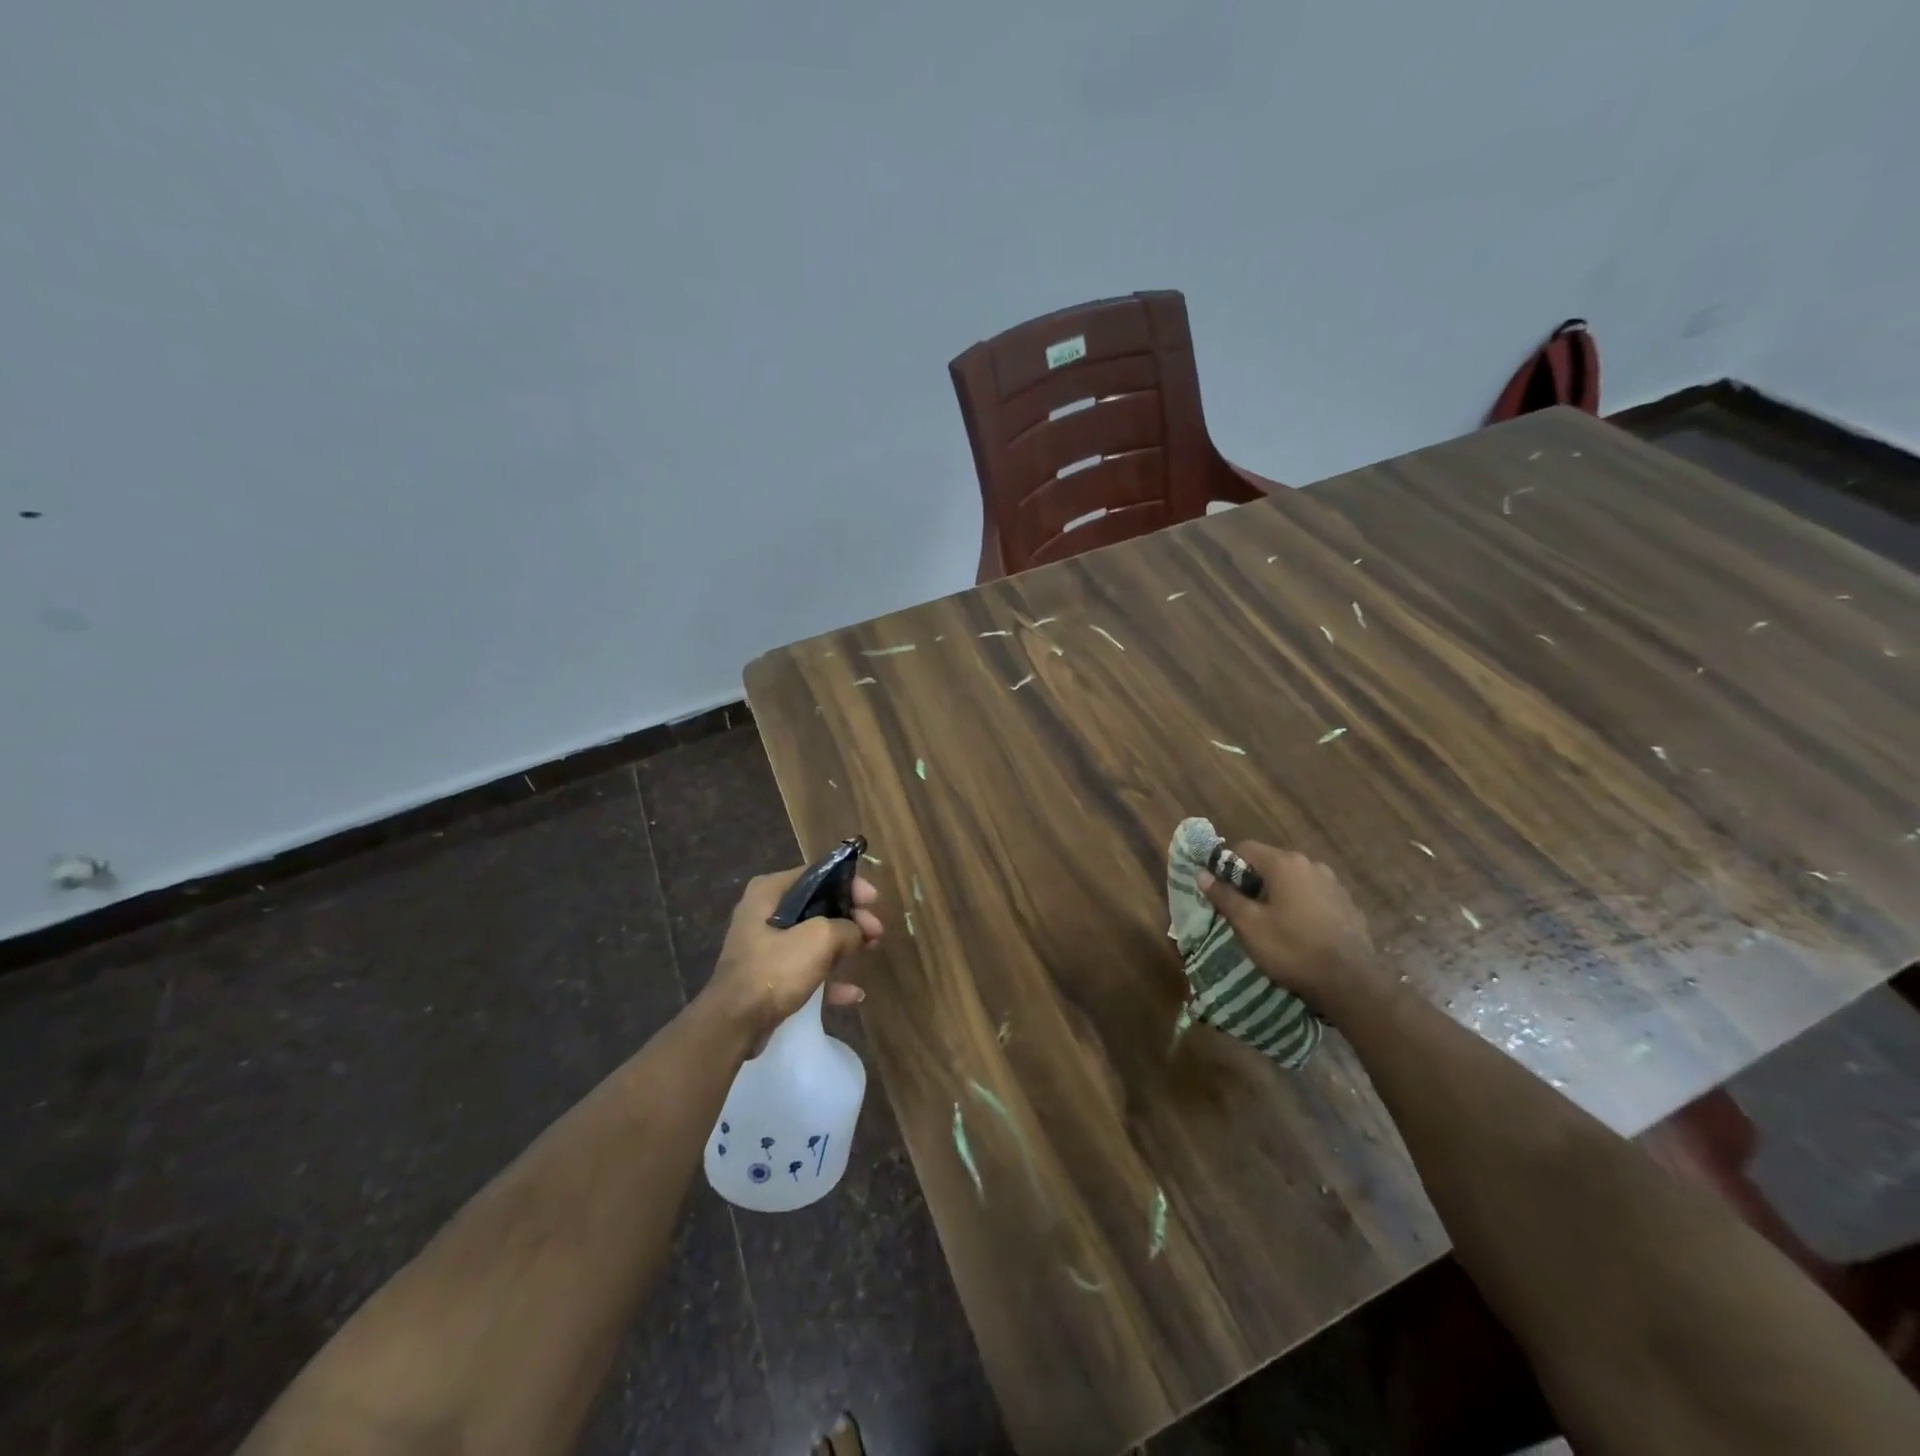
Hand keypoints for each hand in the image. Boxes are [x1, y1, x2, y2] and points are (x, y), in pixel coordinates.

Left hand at [702, 866, 882, 1043]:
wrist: (734, 1023)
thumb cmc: (775, 969)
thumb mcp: (820, 939)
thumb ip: (846, 928)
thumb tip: (856, 933)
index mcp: (770, 891)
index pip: (818, 874)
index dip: (850, 885)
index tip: (873, 901)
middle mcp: (764, 912)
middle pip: (819, 906)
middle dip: (851, 918)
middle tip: (876, 931)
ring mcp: (765, 946)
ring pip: (814, 938)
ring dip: (844, 945)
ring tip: (871, 951)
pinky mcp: (768, 976)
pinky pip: (806, 969)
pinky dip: (829, 977)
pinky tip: (853, 993)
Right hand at [1198, 842, 1388, 1013]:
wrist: (1352, 983)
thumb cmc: (1292, 949)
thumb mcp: (1249, 925)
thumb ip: (1224, 896)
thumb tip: (1201, 873)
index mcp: (1285, 863)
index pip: (1244, 848)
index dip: (1227, 867)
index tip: (1222, 892)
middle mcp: (1311, 864)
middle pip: (1270, 863)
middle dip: (1253, 882)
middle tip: (1243, 911)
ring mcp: (1334, 884)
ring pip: (1293, 880)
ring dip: (1278, 894)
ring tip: (1271, 924)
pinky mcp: (1348, 904)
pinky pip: (1314, 896)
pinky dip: (1301, 906)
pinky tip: (1300, 932)